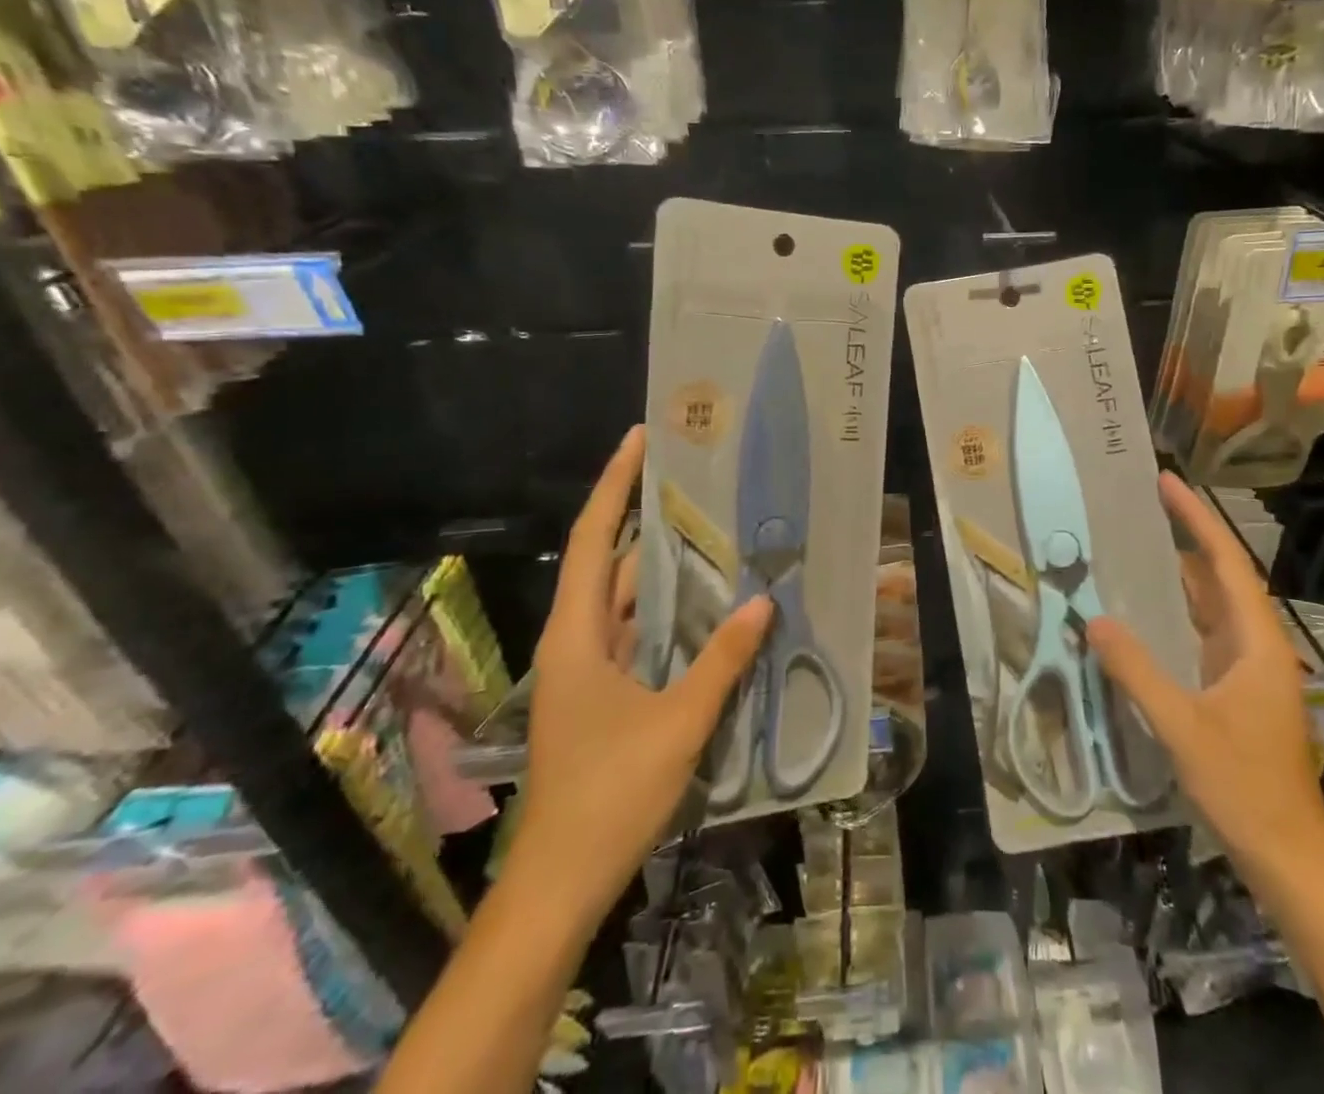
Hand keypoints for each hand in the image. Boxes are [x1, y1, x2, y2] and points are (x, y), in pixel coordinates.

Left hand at [512, 426, 772, 918]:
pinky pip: (637, 633)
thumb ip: (722, 659)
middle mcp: (576, 641)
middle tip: (694, 479)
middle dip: (646, 517)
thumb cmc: (609, 794)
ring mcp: (587, 669)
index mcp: (577, 635)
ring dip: (662, 567)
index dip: (615, 485)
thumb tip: (763, 601)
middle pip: (610, 562)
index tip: (640, 440)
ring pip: (625, 599)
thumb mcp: (677, 722)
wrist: (560, 883)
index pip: (595, 540)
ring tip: (710, 528)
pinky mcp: (603, 693)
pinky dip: (668, 611)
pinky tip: (707, 603)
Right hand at [1085, 473, 1323, 880]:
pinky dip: (1176, 610)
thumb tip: (1095, 620)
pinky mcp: (1235, 688)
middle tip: (1142, 504)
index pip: (1225, 562)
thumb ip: (1137, 671)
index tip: (1166, 482)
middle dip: (1187, 535)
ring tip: (1136, 544)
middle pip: (1220, 575)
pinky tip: (1144, 610)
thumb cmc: (1244, 787)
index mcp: (1256, 641)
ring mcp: (1247, 667)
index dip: (1196, 518)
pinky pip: (1202, 632)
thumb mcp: (1183, 727)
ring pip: (1211, 604)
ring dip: (1180, 572)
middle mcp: (1256, 644)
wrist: (1288, 854)